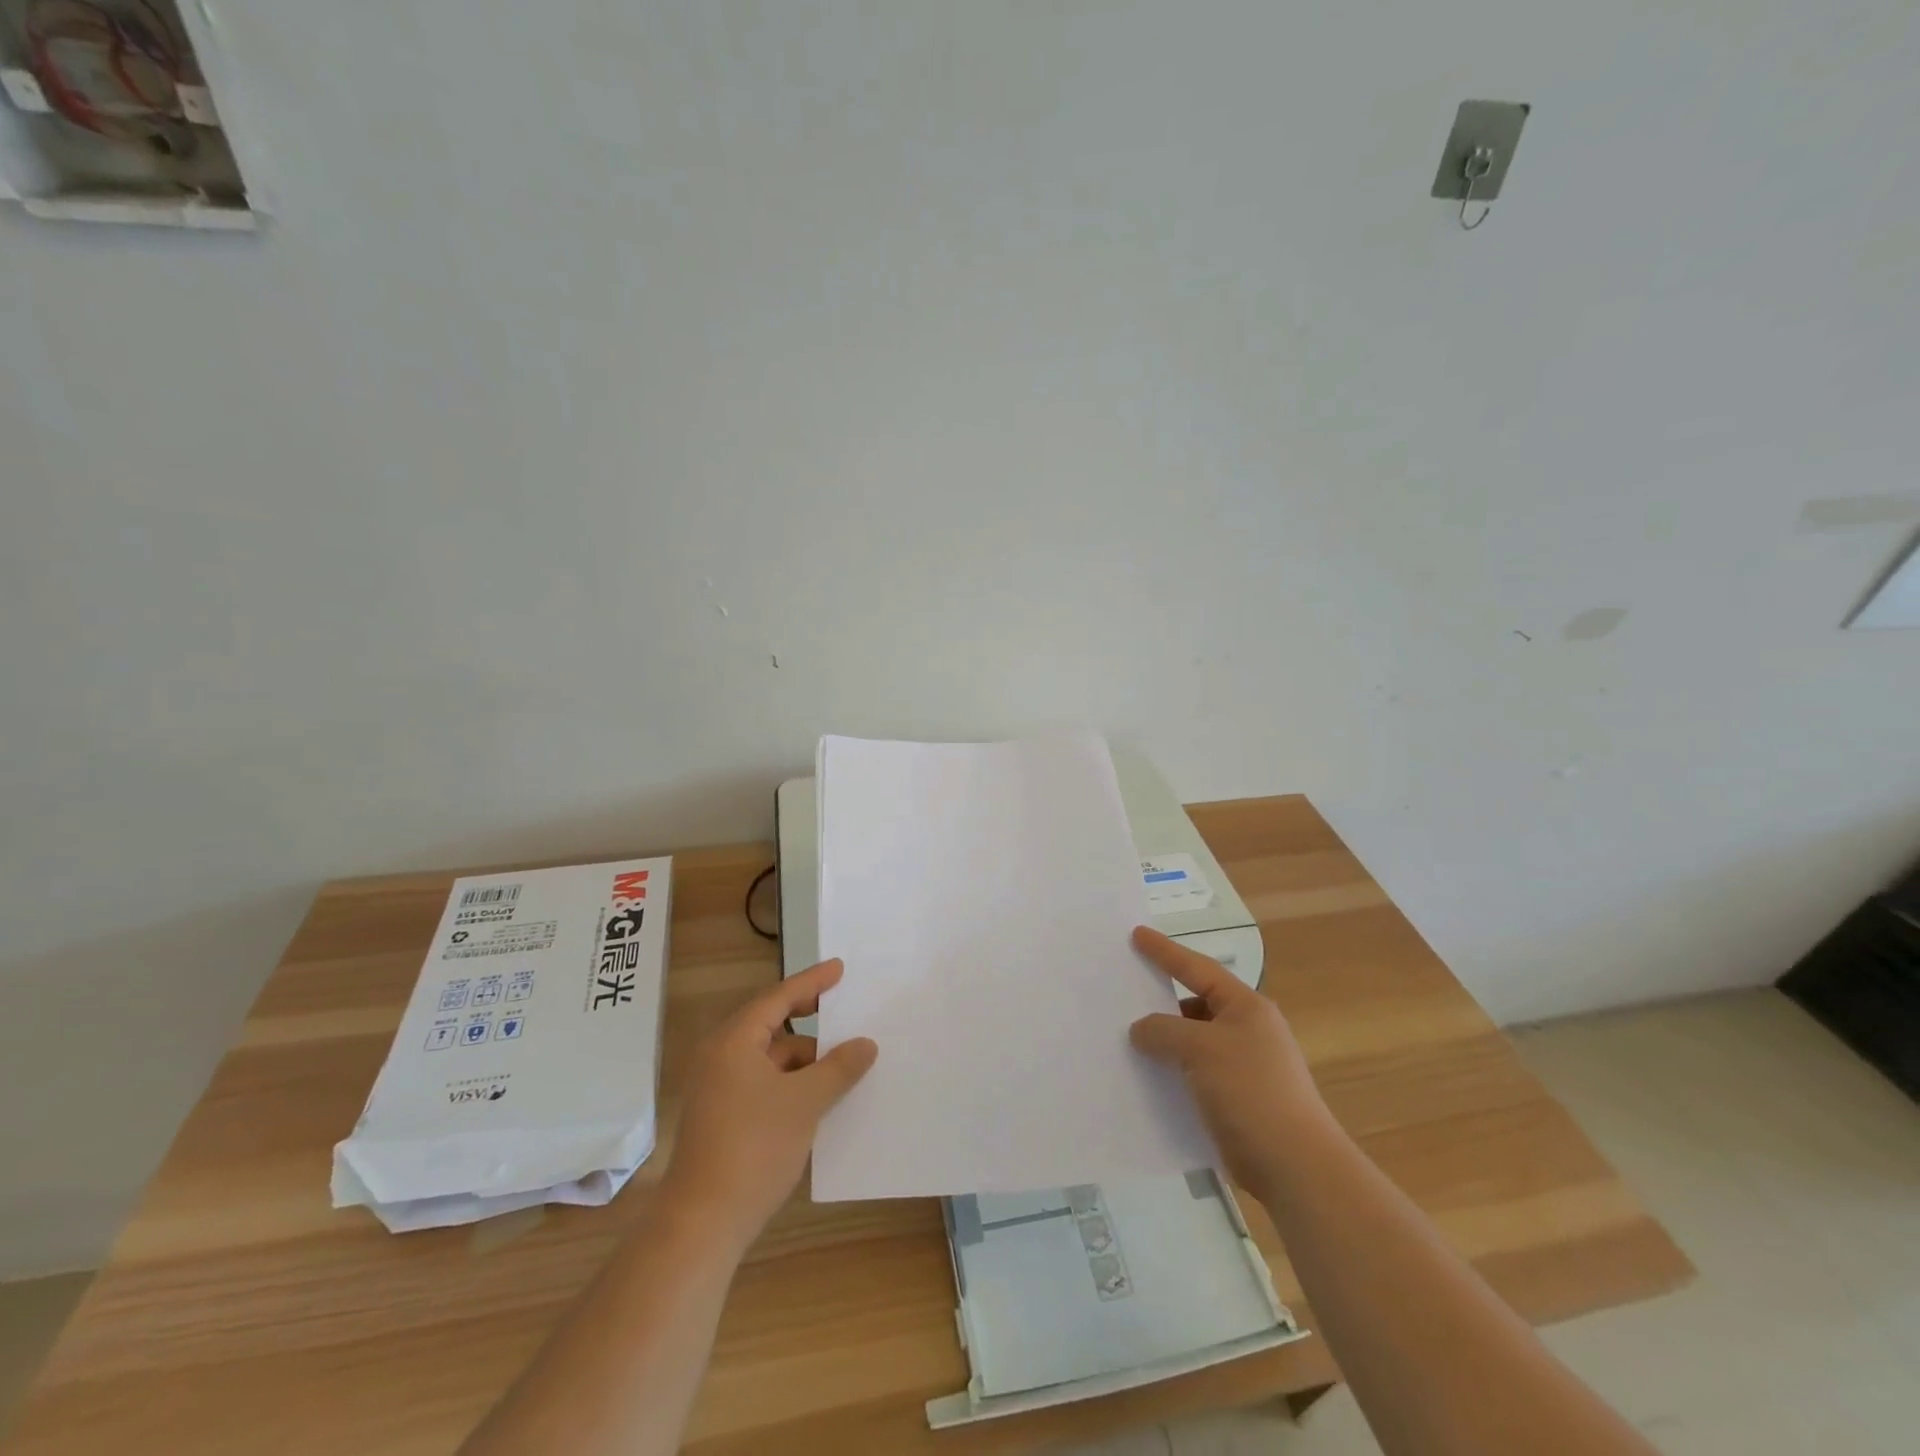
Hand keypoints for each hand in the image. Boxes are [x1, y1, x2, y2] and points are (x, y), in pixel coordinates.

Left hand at [658, 959, 876, 1251]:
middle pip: (772, 1025)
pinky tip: (819, 1098)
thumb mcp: (805, 1102)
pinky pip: (763, 1083)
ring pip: (770, 1058)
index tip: (839, 969)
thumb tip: (865, 1044)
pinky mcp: (722, 1117)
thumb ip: (839, 1068)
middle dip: (810, 1022)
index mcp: (734, 1041)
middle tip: (844, 1012)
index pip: (779, 997)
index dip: (812, 982)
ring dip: (804, 1060)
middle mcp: (721, 1057)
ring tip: (842, 1065)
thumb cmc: (754, 1148)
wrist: (702, 1224)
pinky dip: (791, 1084)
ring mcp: (718, 1089)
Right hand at [1128, 926, 1330, 1194]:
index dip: (1165, 951)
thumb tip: (1141, 1029)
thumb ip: (1164, 1030)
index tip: (1136, 935)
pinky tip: (1145, 1077)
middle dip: (1161, 999)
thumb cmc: (1251, 1091)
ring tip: (1125, 1037)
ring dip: (1164, 1040)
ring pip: (1192, 1041)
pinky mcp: (1235, 1099)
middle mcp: (1247, 1030)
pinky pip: (1193, 1073)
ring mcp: (1243, 1067)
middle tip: (1125, 989)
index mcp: (1246, 1007)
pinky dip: (1171, 1071)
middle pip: (1195, 1004)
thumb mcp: (1202, 1048)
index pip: (1198, 968)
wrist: (1294, 1166)